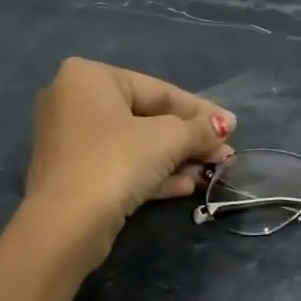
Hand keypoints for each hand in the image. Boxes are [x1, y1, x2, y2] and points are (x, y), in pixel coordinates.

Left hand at [23, 58, 235, 257]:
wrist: (67, 223)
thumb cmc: (116, 162)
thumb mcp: (167, 140)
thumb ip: (199, 129)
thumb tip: (225, 124)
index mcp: (90, 77)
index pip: (158, 90)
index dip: (200, 111)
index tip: (232, 126)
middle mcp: (75, 102)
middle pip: (147, 118)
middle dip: (190, 139)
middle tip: (224, 154)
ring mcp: (72, 141)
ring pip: (137, 146)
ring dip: (177, 160)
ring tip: (213, 173)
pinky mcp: (76, 176)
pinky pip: (122, 166)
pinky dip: (154, 174)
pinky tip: (187, 186)